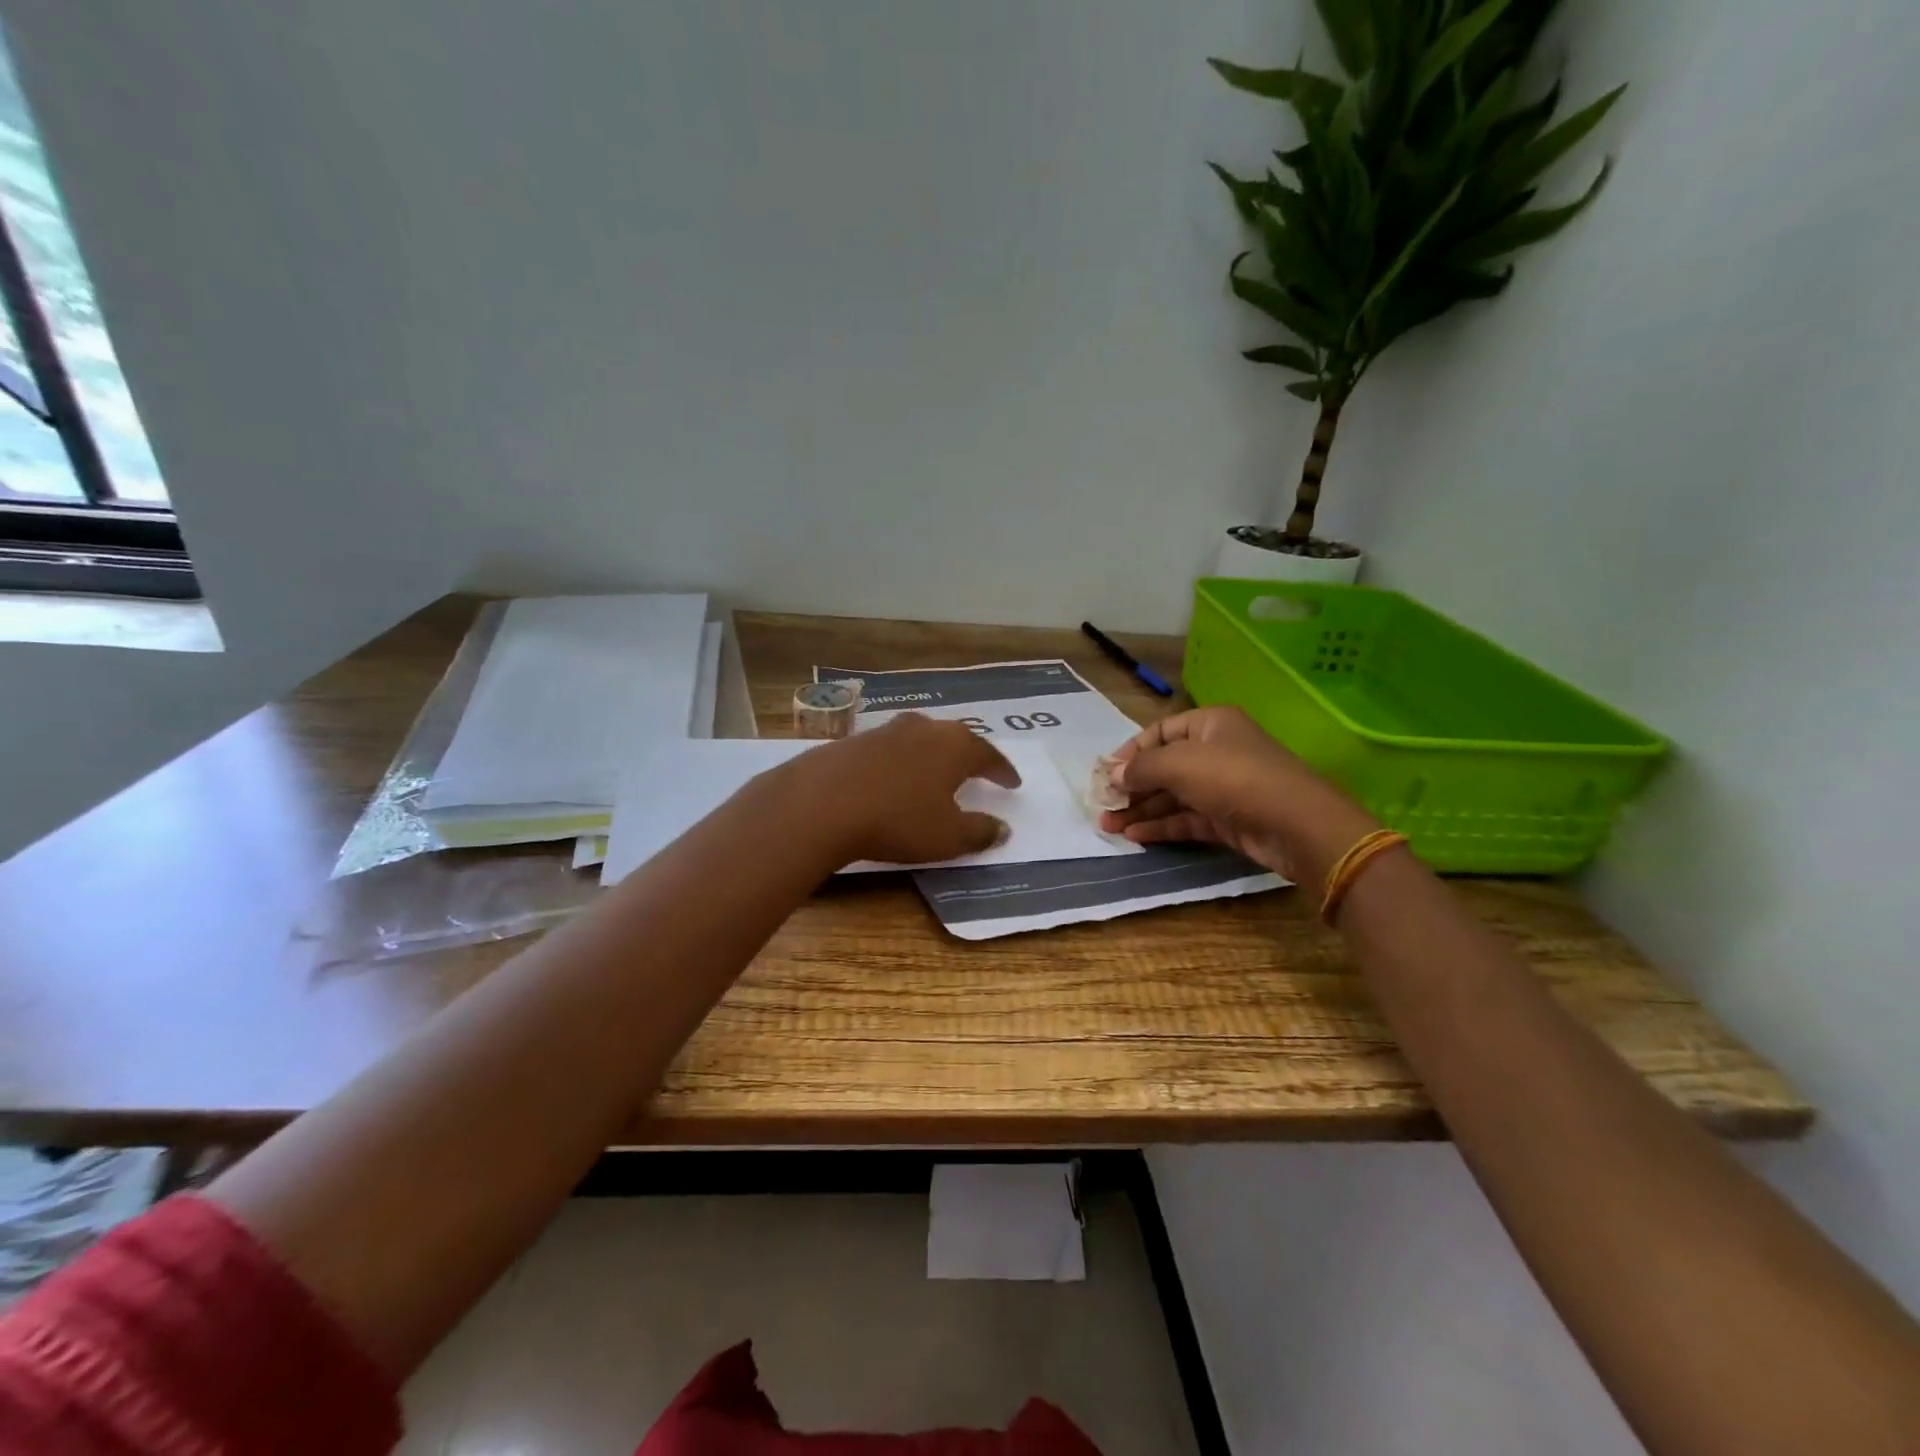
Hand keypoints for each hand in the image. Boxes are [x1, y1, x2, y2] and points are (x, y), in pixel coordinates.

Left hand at [766, 713, 1019, 866]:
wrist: (821, 803)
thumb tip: (1003, 828)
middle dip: (967, 755)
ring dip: (930, 754)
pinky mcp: (851, 741)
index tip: (1012, 783)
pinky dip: (898, 762)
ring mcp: (884, 731)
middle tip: (976, 770)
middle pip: (954, 738)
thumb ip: (980, 831)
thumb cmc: (897, 819)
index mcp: (954, 746)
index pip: (989, 755)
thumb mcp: (947, 836)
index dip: (1002, 771)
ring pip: (919, 738)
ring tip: (933, 771)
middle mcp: (923, 729)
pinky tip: (890, 778)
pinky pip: (887, 749)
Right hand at [1098, 705, 1378, 887]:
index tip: (1106, 774)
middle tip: (1102, 805)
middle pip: (1163, 766)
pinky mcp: (1227, 819)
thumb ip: (1141, 768)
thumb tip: (1113, 775)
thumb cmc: (1234, 778)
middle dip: (1131, 786)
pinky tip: (1135, 835)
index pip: (1159, 732)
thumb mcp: (1179, 764)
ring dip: (1141, 809)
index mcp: (1209, 725)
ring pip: (1173, 795)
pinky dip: (1161, 825)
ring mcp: (1223, 787)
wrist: (1296, 825)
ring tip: (1108, 826)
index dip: (1130, 752)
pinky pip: (1186, 818)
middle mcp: (1216, 751)